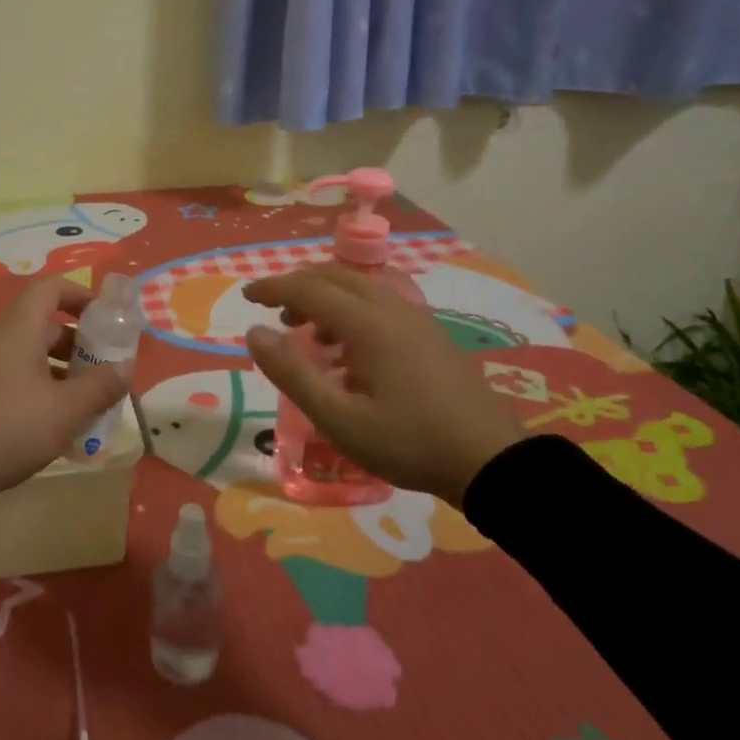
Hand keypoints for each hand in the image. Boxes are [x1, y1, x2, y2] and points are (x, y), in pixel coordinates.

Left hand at [0, 277, 130, 504]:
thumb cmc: (7, 428)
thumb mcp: (64, 411)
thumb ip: (101, 386)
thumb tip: (126, 367)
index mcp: (18, 328)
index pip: (51, 288)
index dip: (82, 296)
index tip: (107, 322)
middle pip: (43, 323)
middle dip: (79, 344)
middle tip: (103, 373)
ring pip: (28, 353)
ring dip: (60, 370)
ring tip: (84, 404)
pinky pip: (11, 374)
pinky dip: (37, 386)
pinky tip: (50, 424)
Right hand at [243, 267, 525, 506]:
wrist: (491, 462)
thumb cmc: (408, 442)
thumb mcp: (339, 418)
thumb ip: (292, 373)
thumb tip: (254, 333)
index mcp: (368, 323)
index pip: (309, 288)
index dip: (273, 288)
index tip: (247, 297)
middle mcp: (393, 308)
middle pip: (335, 277)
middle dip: (299, 288)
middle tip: (275, 316)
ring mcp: (417, 318)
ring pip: (360, 287)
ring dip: (326, 299)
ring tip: (308, 334)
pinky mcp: (432, 334)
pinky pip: (380, 303)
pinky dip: (351, 310)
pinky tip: (350, 351)